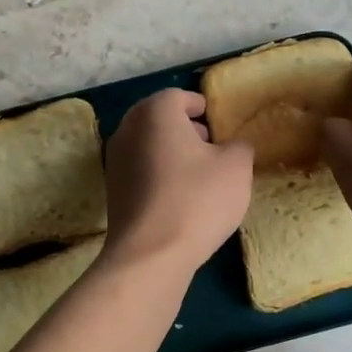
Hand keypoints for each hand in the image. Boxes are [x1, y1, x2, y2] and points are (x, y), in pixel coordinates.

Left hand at [102, 90, 253, 274]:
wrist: (150, 254)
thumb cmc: (197, 200)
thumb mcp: (236, 168)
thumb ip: (239, 146)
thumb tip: (232, 146)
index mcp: (155, 112)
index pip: (178, 96)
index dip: (199, 106)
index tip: (215, 120)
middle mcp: (128, 129)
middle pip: (158, 118)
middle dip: (184, 127)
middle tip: (209, 144)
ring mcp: (114, 160)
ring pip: (147, 144)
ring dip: (170, 151)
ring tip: (198, 173)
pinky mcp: (112, 190)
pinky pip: (140, 169)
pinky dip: (157, 173)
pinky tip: (178, 196)